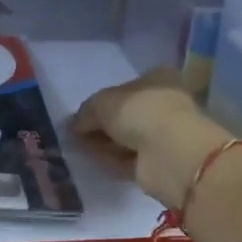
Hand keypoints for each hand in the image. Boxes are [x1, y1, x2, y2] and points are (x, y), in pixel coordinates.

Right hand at [73, 70, 233, 209]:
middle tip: (77, 134)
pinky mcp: (160, 162)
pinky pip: (130, 159)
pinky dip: (113, 160)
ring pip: (127, 138)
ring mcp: (164, 135)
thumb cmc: (138, 111)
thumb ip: (85, 112)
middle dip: (101, 125)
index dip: (102, 100)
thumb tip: (73, 125)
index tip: (82, 115)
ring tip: (80, 148)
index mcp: (157, 79)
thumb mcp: (101, 103)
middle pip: (125, 115)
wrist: (168, 151)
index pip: (126, 87)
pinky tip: (95, 162)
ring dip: (105, 144)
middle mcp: (163, 104)